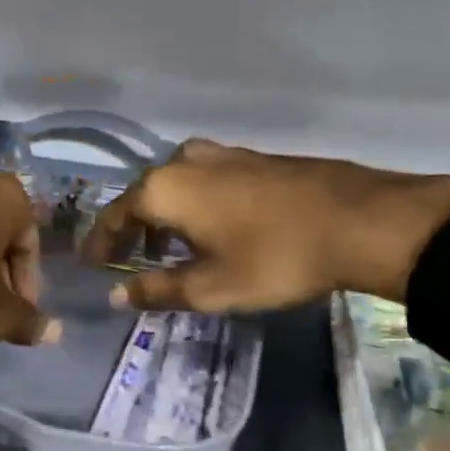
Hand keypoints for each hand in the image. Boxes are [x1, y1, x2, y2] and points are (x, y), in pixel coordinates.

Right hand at [81, 138, 449, 310]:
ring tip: (168, 250)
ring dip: (164, 217)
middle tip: (127, 260)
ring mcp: (222, 153)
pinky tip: (210, 229)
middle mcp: (185, 161)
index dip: (100, 243)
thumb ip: (157, 291)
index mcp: (164, 189)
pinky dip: (193, 205)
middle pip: (143, 196)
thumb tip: (117, 296)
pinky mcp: (253, 157)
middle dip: (131, 229)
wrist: (359, 221)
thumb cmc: (273, 258)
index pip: (114, 215)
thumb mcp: (209, 287)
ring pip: (176, 185)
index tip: (91, 264)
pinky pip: (204, 180)